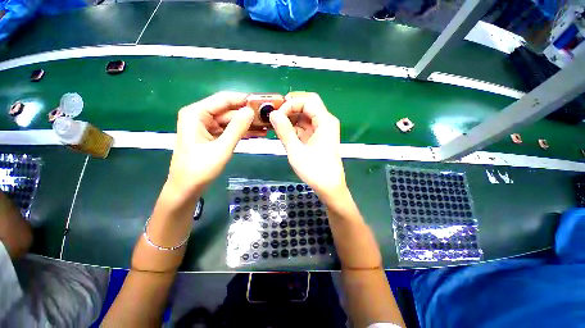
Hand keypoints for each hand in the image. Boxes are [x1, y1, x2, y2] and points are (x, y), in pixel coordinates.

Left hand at [167, 92, 264, 197]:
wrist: (187, 188)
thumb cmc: (200, 169)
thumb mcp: (222, 148)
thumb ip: (237, 128)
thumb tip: (251, 111)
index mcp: (196, 113)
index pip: (224, 99)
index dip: (244, 99)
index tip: (262, 102)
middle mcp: (200, 116)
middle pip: (229, 110)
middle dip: (248, 114)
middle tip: (268, 117)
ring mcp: (206, 126)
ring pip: (231, 121)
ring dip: (248, 124)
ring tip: (267, 126)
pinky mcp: (211, 136)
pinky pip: (229, 130)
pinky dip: (242, 132)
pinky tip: (257, 133)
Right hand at [269, 93, 346, 199]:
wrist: (329, 187)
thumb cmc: (314, 170)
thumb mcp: (296, 151)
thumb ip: (284, 131)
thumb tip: (273, 114)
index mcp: (325, 121)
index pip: (307, 101)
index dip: (290, 104)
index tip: (277, 116)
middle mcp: (326, 122)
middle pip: (308, 104)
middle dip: (290, 107)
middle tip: (275, 115)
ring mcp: (322, 129)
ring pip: (306, 115)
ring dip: (291, 117)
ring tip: (276, 124)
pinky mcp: (318, 137)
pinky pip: (305, 126)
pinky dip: (295, 127)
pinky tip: (284, 132)